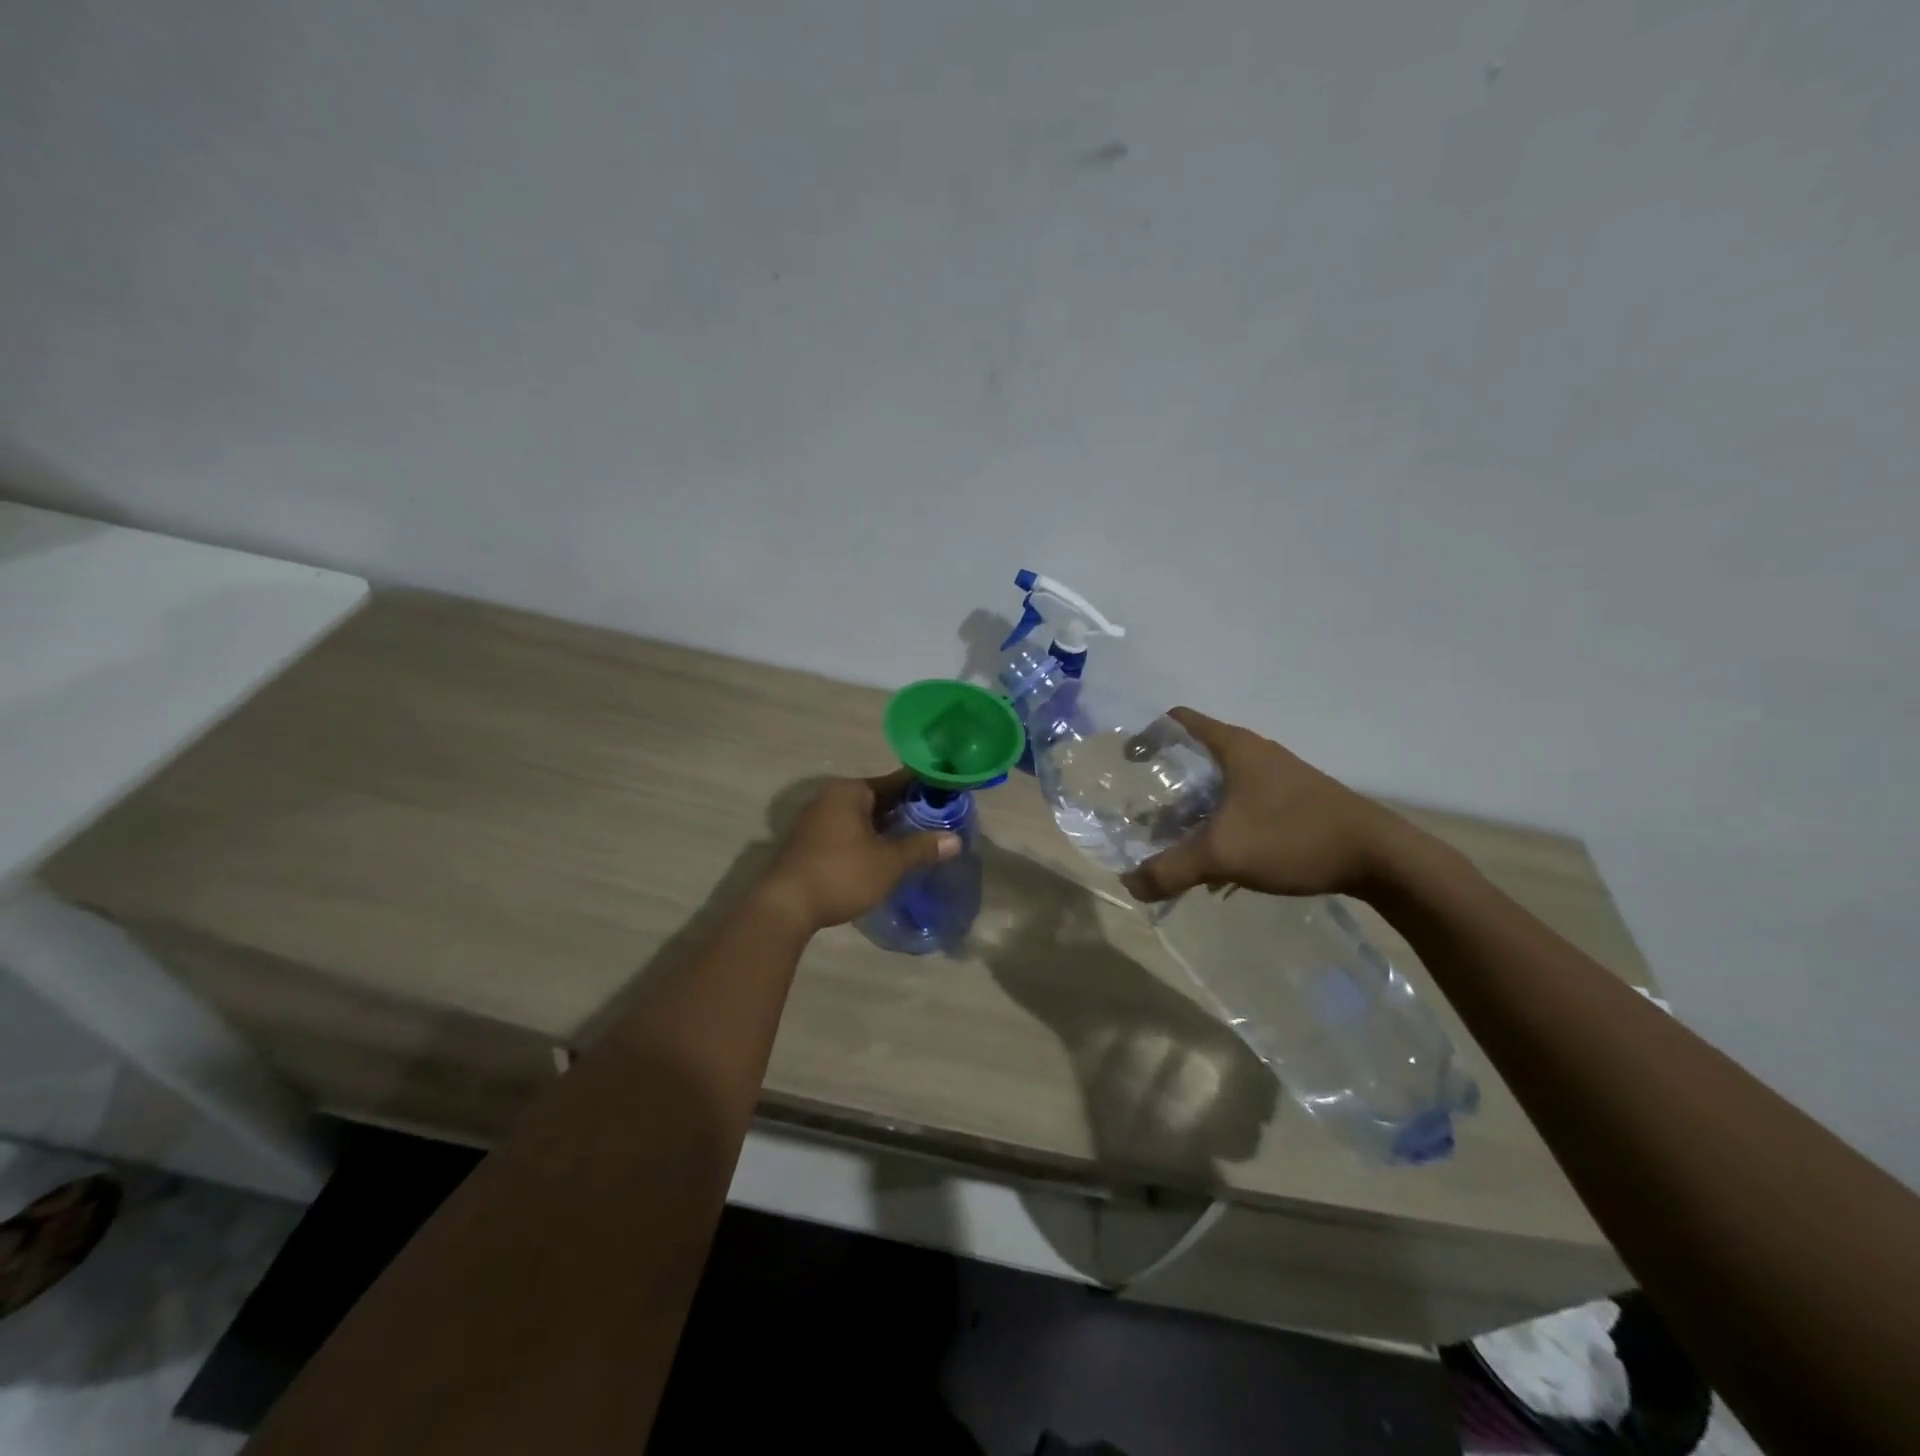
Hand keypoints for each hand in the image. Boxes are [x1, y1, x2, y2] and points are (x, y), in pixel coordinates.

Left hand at [758, 771, 960, 931]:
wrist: (785, 907)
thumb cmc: (841, 874)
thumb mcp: (889, 862)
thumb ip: (922, 848)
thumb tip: (955, 840)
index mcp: (850, 791)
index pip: (896, 781)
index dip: (924, 790)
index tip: (948, 798)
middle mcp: (831, 797)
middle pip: (878, 799)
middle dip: (906, 812)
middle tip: (938, 823)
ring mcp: (816, 820)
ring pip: (863, 818)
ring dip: (887, 829)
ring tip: (917, 841)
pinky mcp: (809, 843)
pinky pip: (848, 833)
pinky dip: (868, 840)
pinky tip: (885, 856)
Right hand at [1121, 708, 1401, 901]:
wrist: (1380, 857)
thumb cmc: (1293, 837)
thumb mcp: (1222, 854)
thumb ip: (1170, 869)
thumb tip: (1130, 885)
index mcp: (1235, 747)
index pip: (1179, 721)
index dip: (1148, 736)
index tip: (1127, 763)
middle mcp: (1255, 753)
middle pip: (1196, 757)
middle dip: (1166, 785)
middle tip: (1145, 815)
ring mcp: (1277, 778)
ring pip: (1220, 786)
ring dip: (1194, 810)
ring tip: (1175, 842)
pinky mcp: (1293, 802)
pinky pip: (1243, 805)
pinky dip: (1221, 824)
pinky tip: (1219, 862)